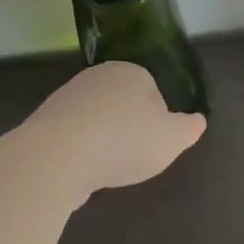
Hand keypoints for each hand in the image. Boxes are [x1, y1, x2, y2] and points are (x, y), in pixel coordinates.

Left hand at [17, 61, 205, 197]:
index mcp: (132, 72)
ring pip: (96, 119)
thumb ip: (188, 129)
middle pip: (123, 103)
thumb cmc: (124, 141)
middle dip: (129, 128)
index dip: (158, 119)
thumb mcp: (171, 139)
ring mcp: (68, 96)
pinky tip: (82, 170)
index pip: (152, 90)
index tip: (155, 143)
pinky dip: (80, 151)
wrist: (57, 156)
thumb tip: (198, 121)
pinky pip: (72, 136)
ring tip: (106, 168)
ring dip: (103, 141)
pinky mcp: (45, 121)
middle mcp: (98, 76)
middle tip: (133, 157)